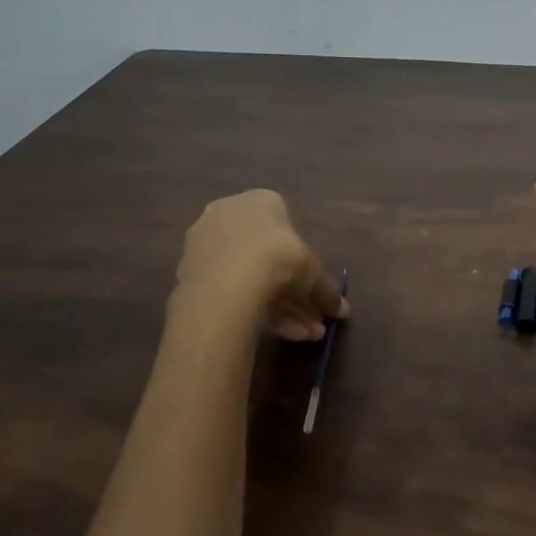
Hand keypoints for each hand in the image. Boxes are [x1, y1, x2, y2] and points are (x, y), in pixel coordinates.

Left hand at [176, 189, 347, 340]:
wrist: (226, 284)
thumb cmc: (278, 258)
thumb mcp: (313, 273)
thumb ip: (327, 290)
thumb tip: (344, 311)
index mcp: (259, 201)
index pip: (286, 225)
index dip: (304, 259)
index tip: (315, 286)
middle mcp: (229, 215)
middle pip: (268, 257)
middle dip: (295, 291)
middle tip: (314, 318)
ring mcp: (206, 246)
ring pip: (251, 278)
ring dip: (283, 308)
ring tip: (306, 335)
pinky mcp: (191, 276)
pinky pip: (233, 292)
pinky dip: (258, 311)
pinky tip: (283, 335)